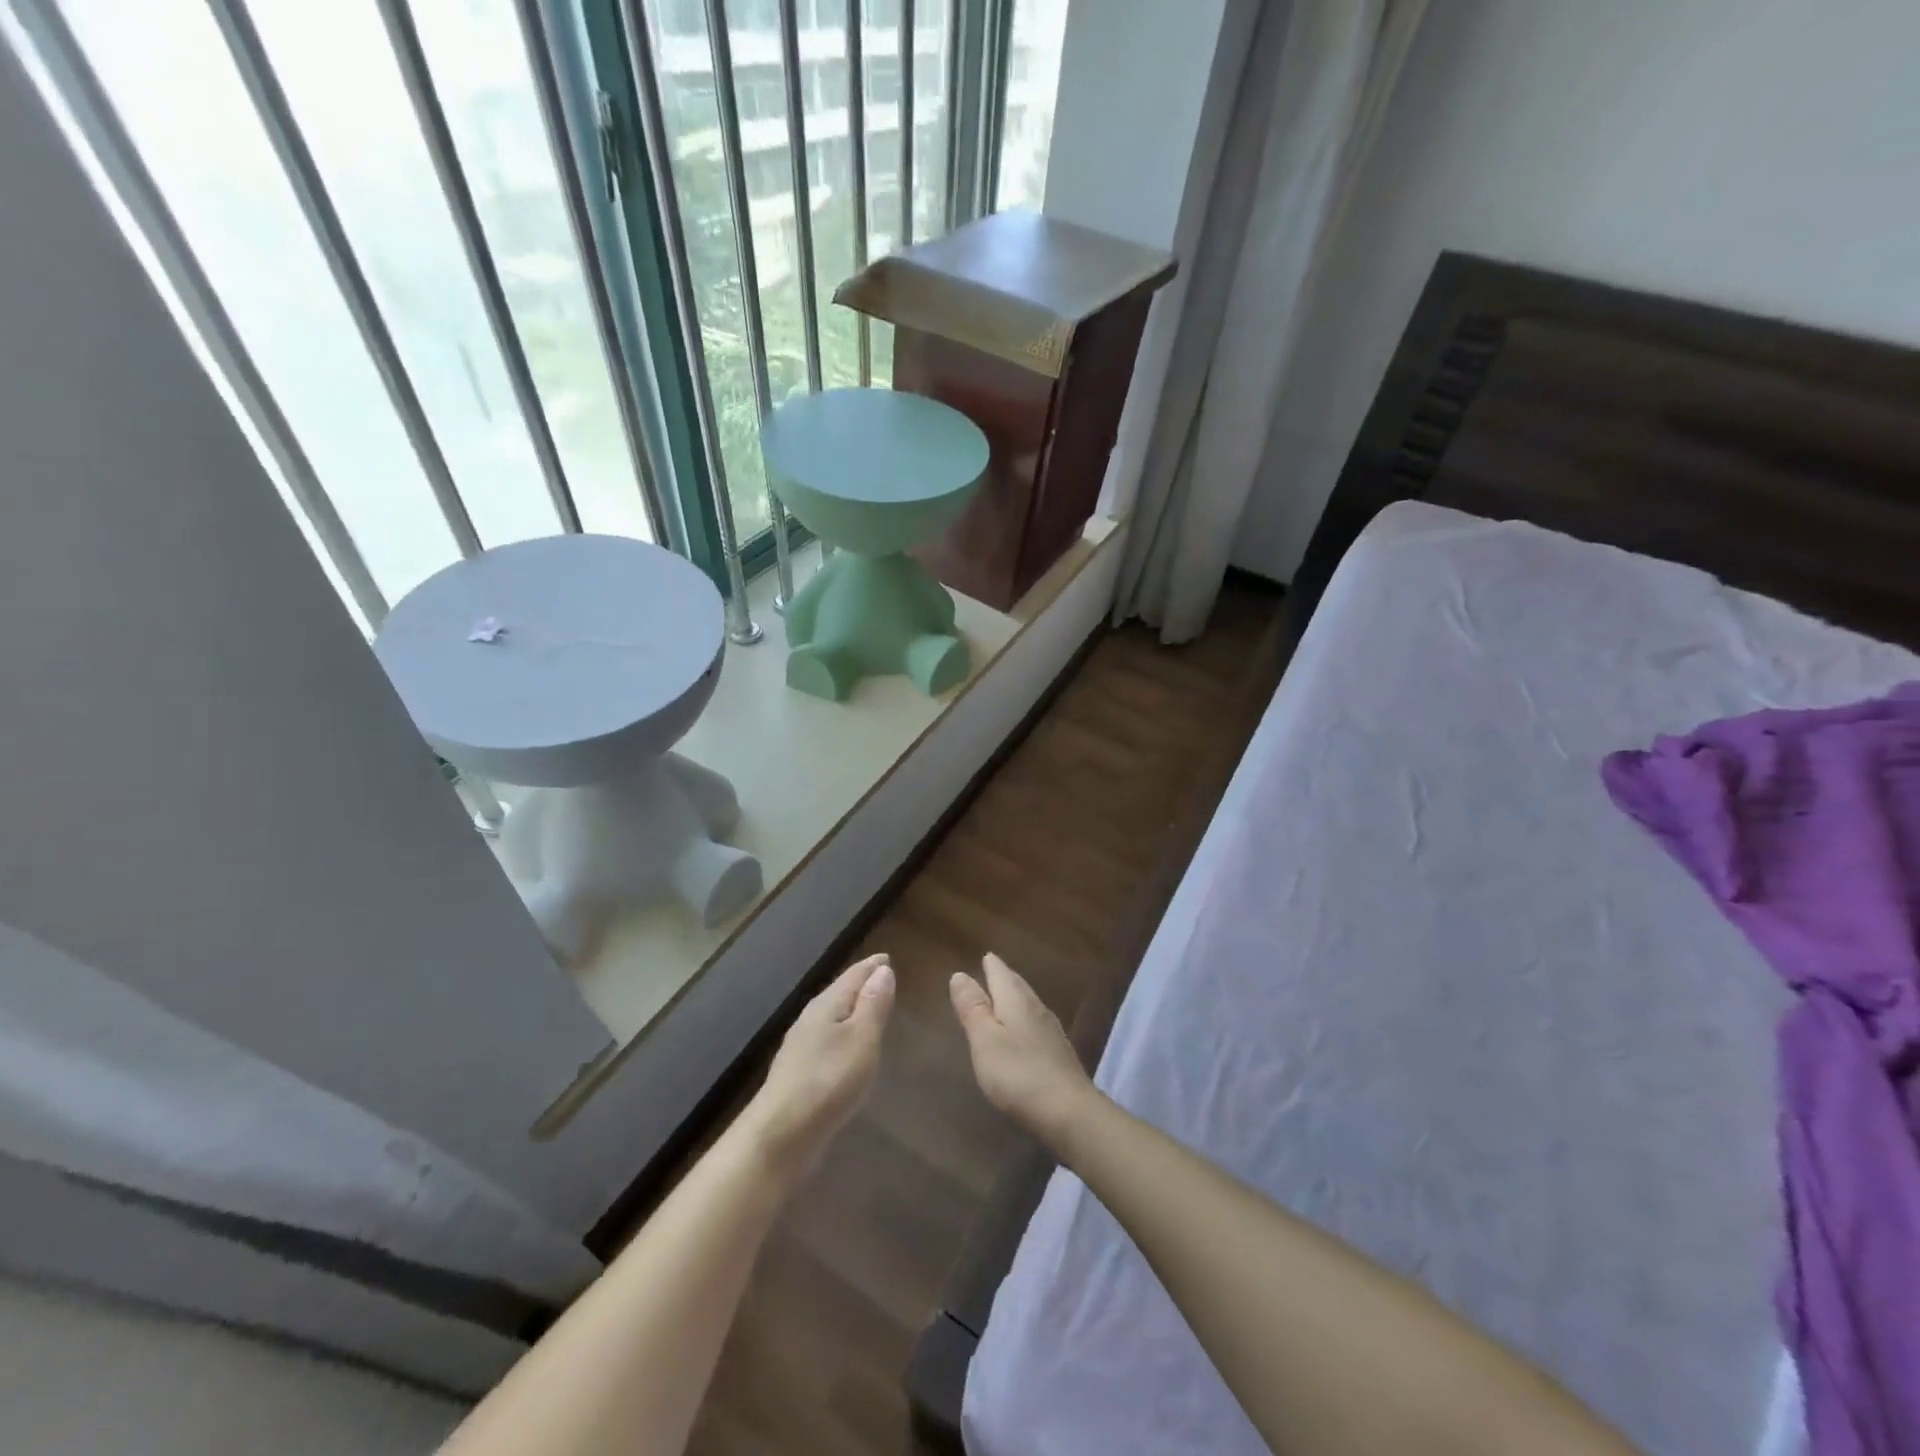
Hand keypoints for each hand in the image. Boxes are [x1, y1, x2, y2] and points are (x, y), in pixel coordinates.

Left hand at [743, 954, 894, 1189]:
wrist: (780, 1135)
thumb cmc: (829, 1081)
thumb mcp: (861, 1039)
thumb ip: (873, 1005)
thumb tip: (883, 970)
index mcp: (827, 1005)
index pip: (853, 975)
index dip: (871, 967)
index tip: (886, 958)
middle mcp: (811, 1019)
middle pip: (839, 992)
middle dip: (860, 983)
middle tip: (880, 977)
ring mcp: (801, 1046)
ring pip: (831, 1016)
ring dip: (850, 1008)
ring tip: (868, 1008)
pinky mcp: (799, 1072)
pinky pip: (827, 1038)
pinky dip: (842, 1032)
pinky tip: (846, 1047)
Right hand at [950, 953, 1097, 1148]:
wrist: (1069, 1112)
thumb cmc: (1018, 1074)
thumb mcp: (985, 1041)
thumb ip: (972, 1008)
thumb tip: (960, 974)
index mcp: (1015, 1000)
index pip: (1000, 973)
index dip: (991, 965)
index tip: (985, 956)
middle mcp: (1036, 1008)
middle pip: (1017, 985)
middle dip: (1004, 977)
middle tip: (993, 970)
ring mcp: (1051, 1031)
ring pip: (1029, 1004)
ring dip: (1015, 997)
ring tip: (1004, 996)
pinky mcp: (1059, 1054)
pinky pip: (1036, 1024)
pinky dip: (1024, 1019)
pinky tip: (1023, 1030)